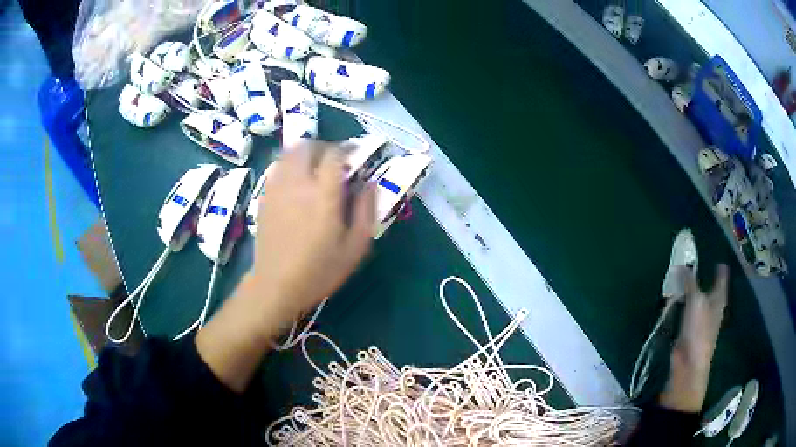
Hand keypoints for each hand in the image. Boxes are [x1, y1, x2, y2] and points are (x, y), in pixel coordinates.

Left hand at [251, 141, 375, 326]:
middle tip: (335, 163)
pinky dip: (289, 166)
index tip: (355, 157)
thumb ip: (366, 210)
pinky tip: (297, 184)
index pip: (335, 155)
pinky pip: (277, 168)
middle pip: (307, 146)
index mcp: (323, 195)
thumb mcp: (355, 247)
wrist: (276, 285)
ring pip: (288, 153)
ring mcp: (277, 189)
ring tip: (315, 170)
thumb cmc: (320, 270)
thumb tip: (370, 183)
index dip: (348, 150)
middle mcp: (298, 184)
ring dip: (305, 154)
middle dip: (324, 148)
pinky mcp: (265, 197)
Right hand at [660, 264, 728, 411]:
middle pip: (708, 288)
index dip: (720, 269)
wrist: (689, 364)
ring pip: (694, 299)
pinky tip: (671, 301)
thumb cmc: (699, 330)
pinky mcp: (687, 330)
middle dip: (700, 278)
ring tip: (676, 280)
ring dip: (687, 291)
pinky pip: (684, 311)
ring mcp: (699, 320)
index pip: (721, 278)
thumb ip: (689, 282)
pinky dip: (679, 304)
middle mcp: (711, 307)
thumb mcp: (696, 301)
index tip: (717, 260)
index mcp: (718, 298)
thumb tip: (680, 265)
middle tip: (689, 265)